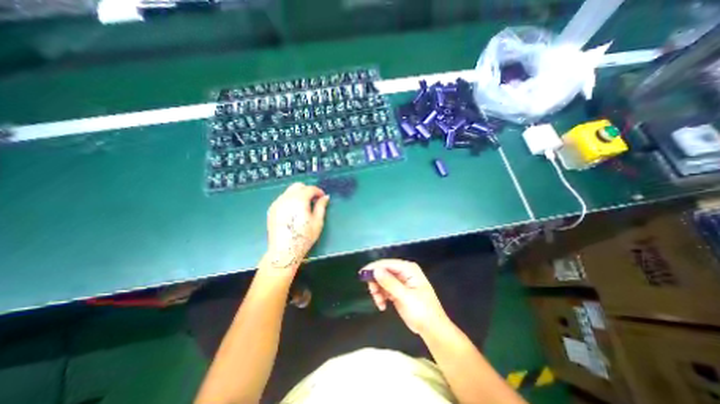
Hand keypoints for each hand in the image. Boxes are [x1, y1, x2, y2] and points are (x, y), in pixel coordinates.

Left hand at [265, 183, 328, 270]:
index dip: (318, 191)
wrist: (284, 251)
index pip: (310, 188)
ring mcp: (277, 203)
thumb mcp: (317, 222)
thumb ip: (321, 206)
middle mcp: (286, 198)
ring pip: (289, 191)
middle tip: (313, 200)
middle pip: (298, 186)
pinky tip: (294, 211)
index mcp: (299, 200)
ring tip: (304, 206)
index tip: (322, 197)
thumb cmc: (304, 237)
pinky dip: (290, 200)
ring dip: (298, 194)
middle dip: (307, 190)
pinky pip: (283, 198)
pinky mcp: (272, 209)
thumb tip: (325, 197)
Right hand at [364, 259, 447, 333]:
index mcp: (408, 269)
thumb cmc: (422, 311)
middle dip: (376, 282)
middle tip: (373, 294)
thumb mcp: (405, 297)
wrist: (432, 329)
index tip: (362, 274)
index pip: (387, 263)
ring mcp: (400, 281)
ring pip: (382, 280)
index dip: (374, 267)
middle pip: (383, 271)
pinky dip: (380, 296)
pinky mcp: (397, 291)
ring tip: (379, 303)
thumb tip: (375, 270)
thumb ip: (390, 283)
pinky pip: (384, 289)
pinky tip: (382, 306)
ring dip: (377, 291)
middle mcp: (404, 272)